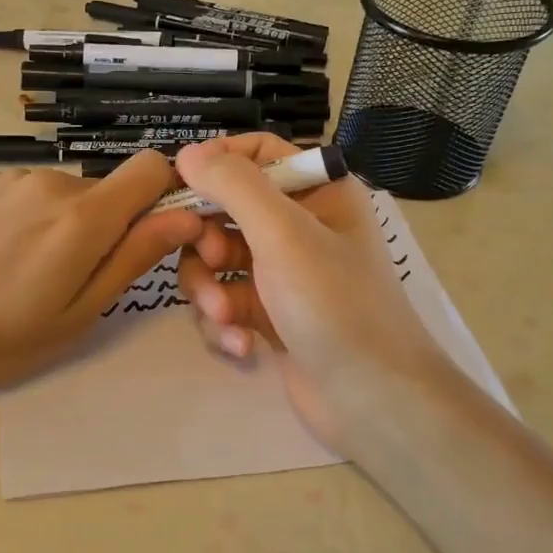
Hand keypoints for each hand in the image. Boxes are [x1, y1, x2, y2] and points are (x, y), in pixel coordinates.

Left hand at [0, 150, 204, 422]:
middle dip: (109, 226)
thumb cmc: (0, 341)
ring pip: (69, 194)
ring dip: (69, 225)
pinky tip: (3, 260)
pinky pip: (32, 195)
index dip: (163, 197)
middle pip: (109, 188)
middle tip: (77, 282)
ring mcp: (11, 180)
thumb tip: (187, 216)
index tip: (150, 237)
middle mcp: (51, 182)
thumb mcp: (79, 314)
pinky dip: (35, 220)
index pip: (152, 167)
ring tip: (32, 276)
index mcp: (83, 216)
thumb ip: (134, 258)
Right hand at [172, 135, 460, 455]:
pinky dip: (223, 322)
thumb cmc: (336, 305)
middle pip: (223, 210)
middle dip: (206, 243)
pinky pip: (224, 301)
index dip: (216, 164)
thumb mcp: (284, 234)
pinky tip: (240, 346)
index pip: (257, 153)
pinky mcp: (267, 315)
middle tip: (212, 264)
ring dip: (209, 290)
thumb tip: (187, 152)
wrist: (373, 401)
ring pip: (215, 261)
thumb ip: (233, 185)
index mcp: (316, 192)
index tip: (180, 187)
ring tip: (225, 317)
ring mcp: (281, 273)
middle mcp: (298, 226)